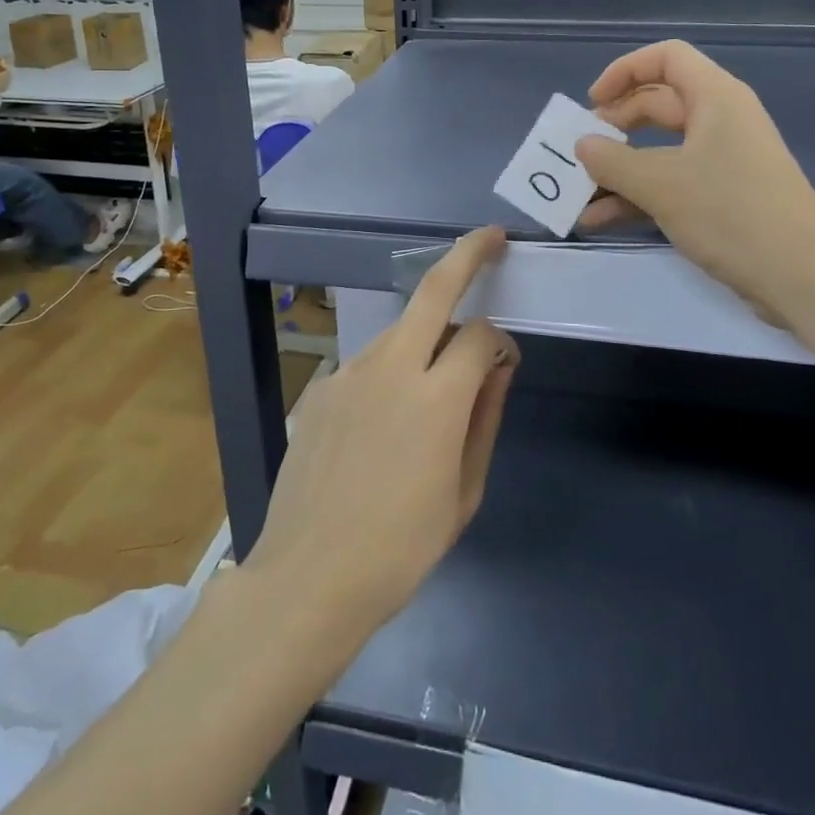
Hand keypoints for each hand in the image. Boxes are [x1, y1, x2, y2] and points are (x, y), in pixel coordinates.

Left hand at [243, 226, 517, 642]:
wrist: (308, 577)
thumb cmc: (402, 548)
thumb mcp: (464, 492)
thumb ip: (486, 416)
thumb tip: (500, 364)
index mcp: (437, 398)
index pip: (481, 335)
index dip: (501, 342)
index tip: (505, 364)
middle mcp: (391, 367)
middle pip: (433, 289)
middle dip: (467, 254)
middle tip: (492, 238)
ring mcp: (350, 371)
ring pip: (401, 329)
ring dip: (427, 336)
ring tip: (431, 388)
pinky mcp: (323, 386)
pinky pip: (370, 363)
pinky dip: (391, 371)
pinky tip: (382, 425)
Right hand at [574, 40, 814, 328]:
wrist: (803, 278)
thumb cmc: (731, 213)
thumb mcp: (660, 184)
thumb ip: (612, 161)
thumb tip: (582, 145)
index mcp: (715, 98)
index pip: (666, 58)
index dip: (625, 71)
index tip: (592, 104)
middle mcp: (720, 121)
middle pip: (657, 105)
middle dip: (614, 128)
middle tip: (581, 153)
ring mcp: (723, 161)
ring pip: (659, 151)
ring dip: (619, 171)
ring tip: (579, 195)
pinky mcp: (723, 197)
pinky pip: (671, 183)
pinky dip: (638, 197)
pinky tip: (601, 221)